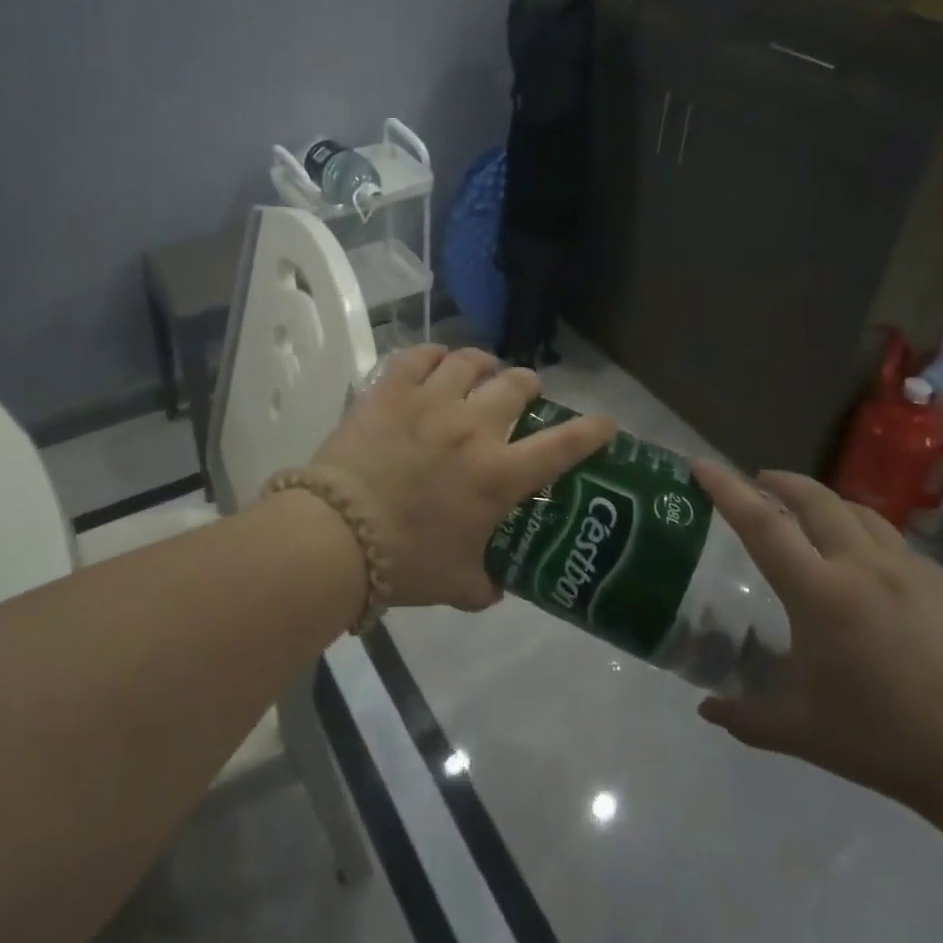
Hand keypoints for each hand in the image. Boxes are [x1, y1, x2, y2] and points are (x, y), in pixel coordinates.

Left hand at [310, 346, 617, 610]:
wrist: (337, 535)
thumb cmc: (404, 562)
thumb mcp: (456, 584)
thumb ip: (485, 584)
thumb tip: (495, 587)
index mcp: (499, 474)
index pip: (563, 445)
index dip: (592, 430)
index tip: (605, 423)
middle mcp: (473, 427)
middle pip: (516, 385)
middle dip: (528, 386)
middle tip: (523, 394)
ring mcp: (431, 401)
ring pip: (471, 362)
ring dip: (484, 364)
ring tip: (482, 370)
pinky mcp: (391, 390)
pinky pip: (419, 356)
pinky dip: (434, 355)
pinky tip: (436, 361)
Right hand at [692, 463, 942, 820]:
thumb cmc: (883, 740)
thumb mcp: (801, 732)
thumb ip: (745, 716)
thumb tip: (706, 708)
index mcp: (819, 593)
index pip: (762, 524)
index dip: (727, 489)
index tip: (702, 465)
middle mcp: (862, 566)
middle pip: (814, 499)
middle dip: (781, 481)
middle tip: (761, 481)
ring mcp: (911, 570)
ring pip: (860, 512)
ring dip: (826, 503)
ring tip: (812, 514)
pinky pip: (898, 545)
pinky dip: (869, 540)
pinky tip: (872, 570)